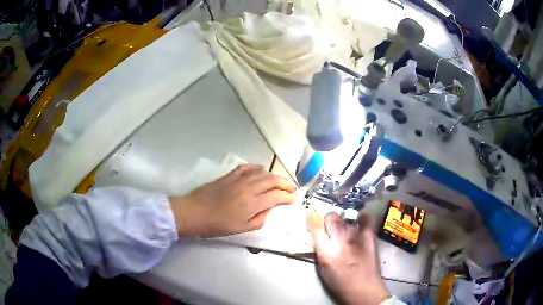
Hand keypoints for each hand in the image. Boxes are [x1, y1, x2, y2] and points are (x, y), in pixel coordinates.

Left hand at [170, 164, 295, 237]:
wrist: (195, 212)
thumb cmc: (217, 225)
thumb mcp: (241, 228)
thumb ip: (260, 219)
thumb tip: (269, 209)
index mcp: (253, 203)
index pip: (277, 196)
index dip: (288, 197)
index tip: (292, 199)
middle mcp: (249, 188)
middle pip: (273, 181)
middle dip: (285, 184)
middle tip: (291, 189)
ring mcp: (239, 179)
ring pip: (262, 172)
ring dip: (274, 175)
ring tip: (279, 181)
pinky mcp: (230, 175)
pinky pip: (247, 167)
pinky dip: (256, 167)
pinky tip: (260, 170)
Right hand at [307, 212, 389, 304]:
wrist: (364, 288)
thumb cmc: (340, 283)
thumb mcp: (323, 270)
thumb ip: (320, 252)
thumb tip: (320, 238)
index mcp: (326, 252)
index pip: (315, 228)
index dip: (314, 224)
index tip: (315, 224)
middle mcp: (340, 240)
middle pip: (331, 217)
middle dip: (329, 219)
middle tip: (331, 226)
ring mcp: (356, 236)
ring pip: (346, 218)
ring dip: (344, 223)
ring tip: (346, 230)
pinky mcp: (369, 236)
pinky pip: (365, 219)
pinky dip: (361, 220)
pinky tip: (360, 224)